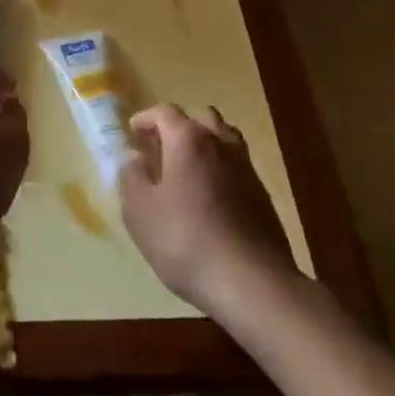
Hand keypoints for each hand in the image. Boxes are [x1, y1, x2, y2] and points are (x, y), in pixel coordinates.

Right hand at [119, 104, 301, 316]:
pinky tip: (209, 197)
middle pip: (201, 118)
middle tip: (160, 147)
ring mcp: (246, 169)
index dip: (146, 119)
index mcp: (188, 140)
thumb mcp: (139, 211)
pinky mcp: (263, 197)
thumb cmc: (185, 240)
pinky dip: (220, 169)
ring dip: (204, 144)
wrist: (252, 283)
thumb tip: (133, 157)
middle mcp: (220, 144)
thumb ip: (131, 176)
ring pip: (224, 139)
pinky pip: (237, 167)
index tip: (132, 133)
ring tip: (186, 168)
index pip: (165, 112)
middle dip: (178, 127)